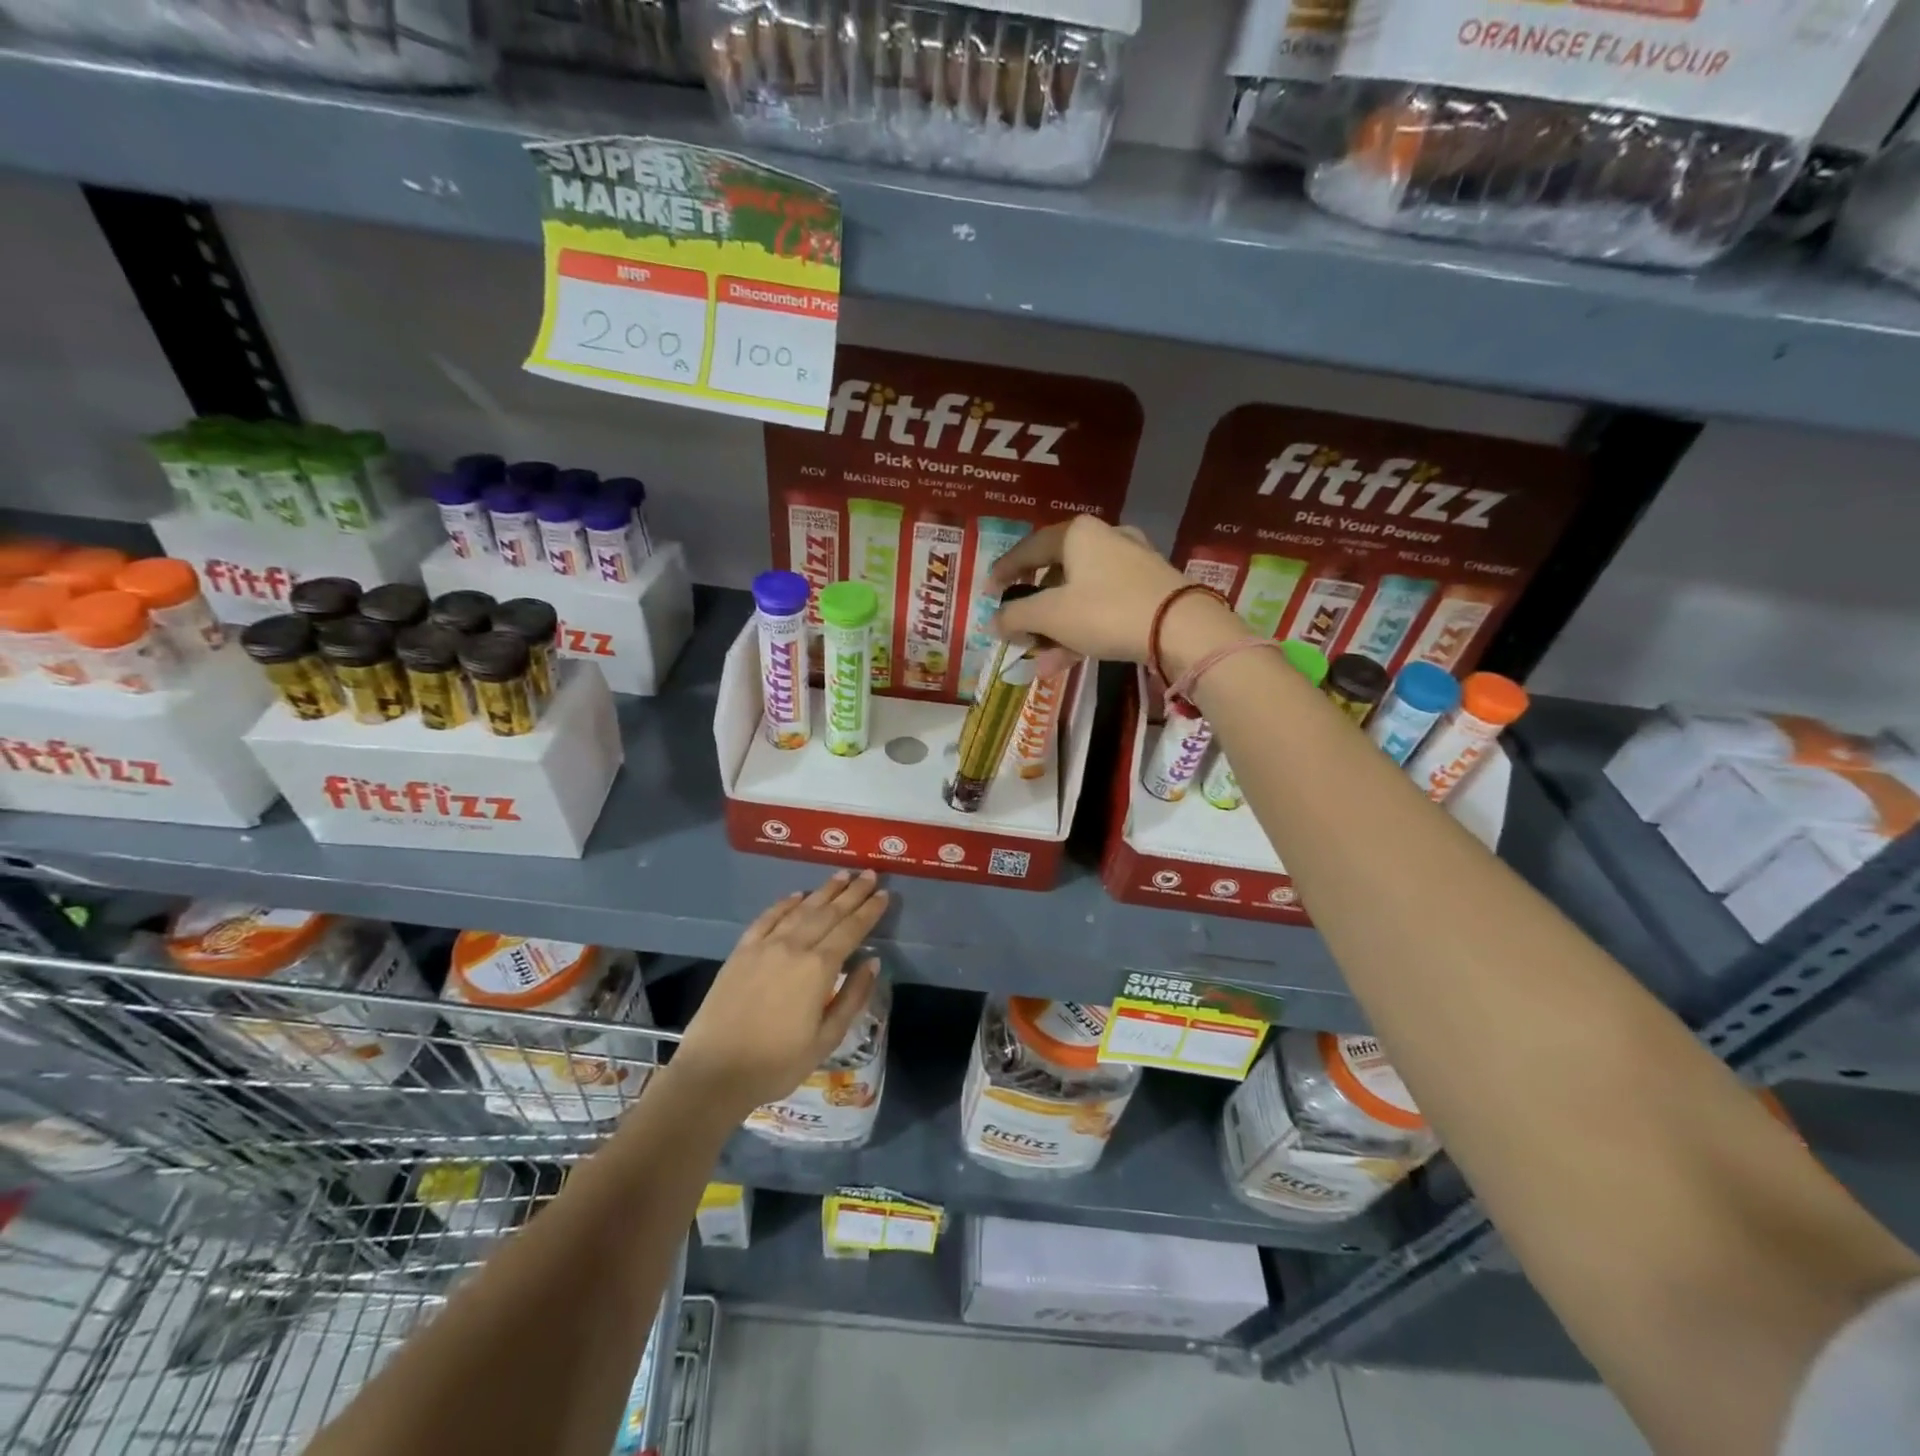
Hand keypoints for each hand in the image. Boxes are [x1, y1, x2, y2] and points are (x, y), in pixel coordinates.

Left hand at [669, 871, 886, 1119]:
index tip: (884, 895)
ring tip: (842, 876)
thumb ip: (852, 997)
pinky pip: (768, 918)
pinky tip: (797, 895)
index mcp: (818, 969)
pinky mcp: (742, 951)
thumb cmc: (777, 1063)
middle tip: (870, 874)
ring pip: (801, 909)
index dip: (869, 911)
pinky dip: (785, 903)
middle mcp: (794, 947)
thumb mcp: (826, 1039)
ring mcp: (765, 946)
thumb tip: (872, 962)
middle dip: (852, 892)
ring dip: (824, 891)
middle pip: (829, 912)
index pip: (851, 930)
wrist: (714, 1072)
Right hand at [987, 516, 1244, 677]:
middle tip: (1017, 631)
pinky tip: (1065, 661)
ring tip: (1039, 659)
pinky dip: (1081, 630)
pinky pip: (1103, 608)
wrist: (1182, 629)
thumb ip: (1016, 616)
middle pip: (1056, 574)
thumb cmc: (1106, 612)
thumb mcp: (1051, 615)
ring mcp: (1131, 564)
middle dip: (1033, 610)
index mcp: (1077, 534)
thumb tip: (994, 622)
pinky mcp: (1149, 590)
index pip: (1029, 548)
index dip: (1004, 571)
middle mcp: (1104, 539)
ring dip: (1055, 628)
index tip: (988, 593)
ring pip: (1080, 596)